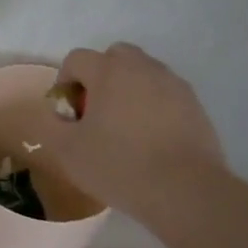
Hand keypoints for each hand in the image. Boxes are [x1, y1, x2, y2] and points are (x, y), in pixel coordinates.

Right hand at [44, 42, 227, 223]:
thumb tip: (58, 115)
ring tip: (124, 127)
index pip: (77, 59)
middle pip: (114, 56)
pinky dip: (153, 105)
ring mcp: (173, 84)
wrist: (185, 191)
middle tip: (96, 111)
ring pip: (142, 73)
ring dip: (128, 89)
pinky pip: (165, 93)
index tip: (68, 112)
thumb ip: (52, 125)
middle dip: (100, 76)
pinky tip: (150, 138)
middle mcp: (142, 68)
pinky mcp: (195, 105)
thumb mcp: (67, 150)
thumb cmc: (119, 165)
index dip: (65, 81)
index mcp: (108, 71)